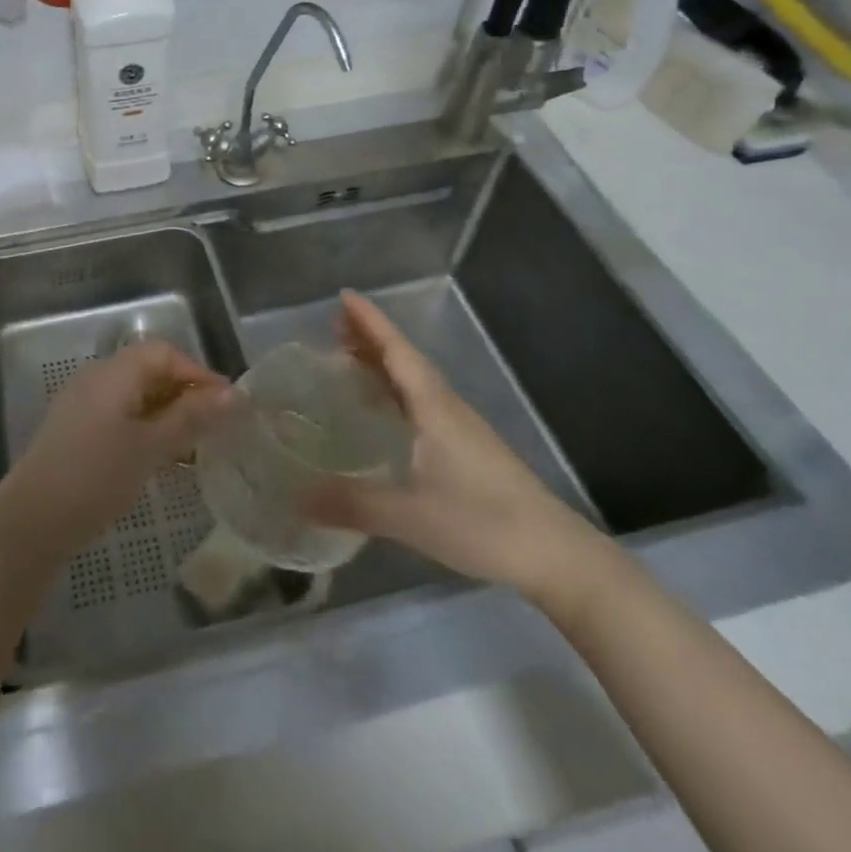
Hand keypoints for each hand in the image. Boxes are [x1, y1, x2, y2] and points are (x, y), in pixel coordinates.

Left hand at [0, 343, 237, 558]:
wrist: (31, 523)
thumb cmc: (95, 477)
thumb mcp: (150, 447)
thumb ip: (191, 417)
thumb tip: (234, 394)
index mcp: (113, 373)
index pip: (164, 353)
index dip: (198, 373)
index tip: (227, 406)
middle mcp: (96, 378)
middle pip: (149, 370)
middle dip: (185, 394)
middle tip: (215, 428)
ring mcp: (82, 404)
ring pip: (135, 395)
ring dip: (167, 414)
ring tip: (194, 447)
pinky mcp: (76, 431)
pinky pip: (120, 415)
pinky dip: (146, 428)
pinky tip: (160, 459)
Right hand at [306, 292, 602, 596]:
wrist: (554, 555)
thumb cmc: (482, 522)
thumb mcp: (410, 515)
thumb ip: (352, 504)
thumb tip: (296, 498)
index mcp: (433, 407)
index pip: (397, 350)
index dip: (370, 322)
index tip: (343, 296)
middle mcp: (446, 407)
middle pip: (404, 359)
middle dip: (370, 338)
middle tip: (333, 325)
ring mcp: (460, 427)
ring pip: (414, 380)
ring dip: (383, 362)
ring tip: (350, 358)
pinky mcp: (467, 448)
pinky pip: (421, 402)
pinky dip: (396, 390)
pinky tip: (385, 410)